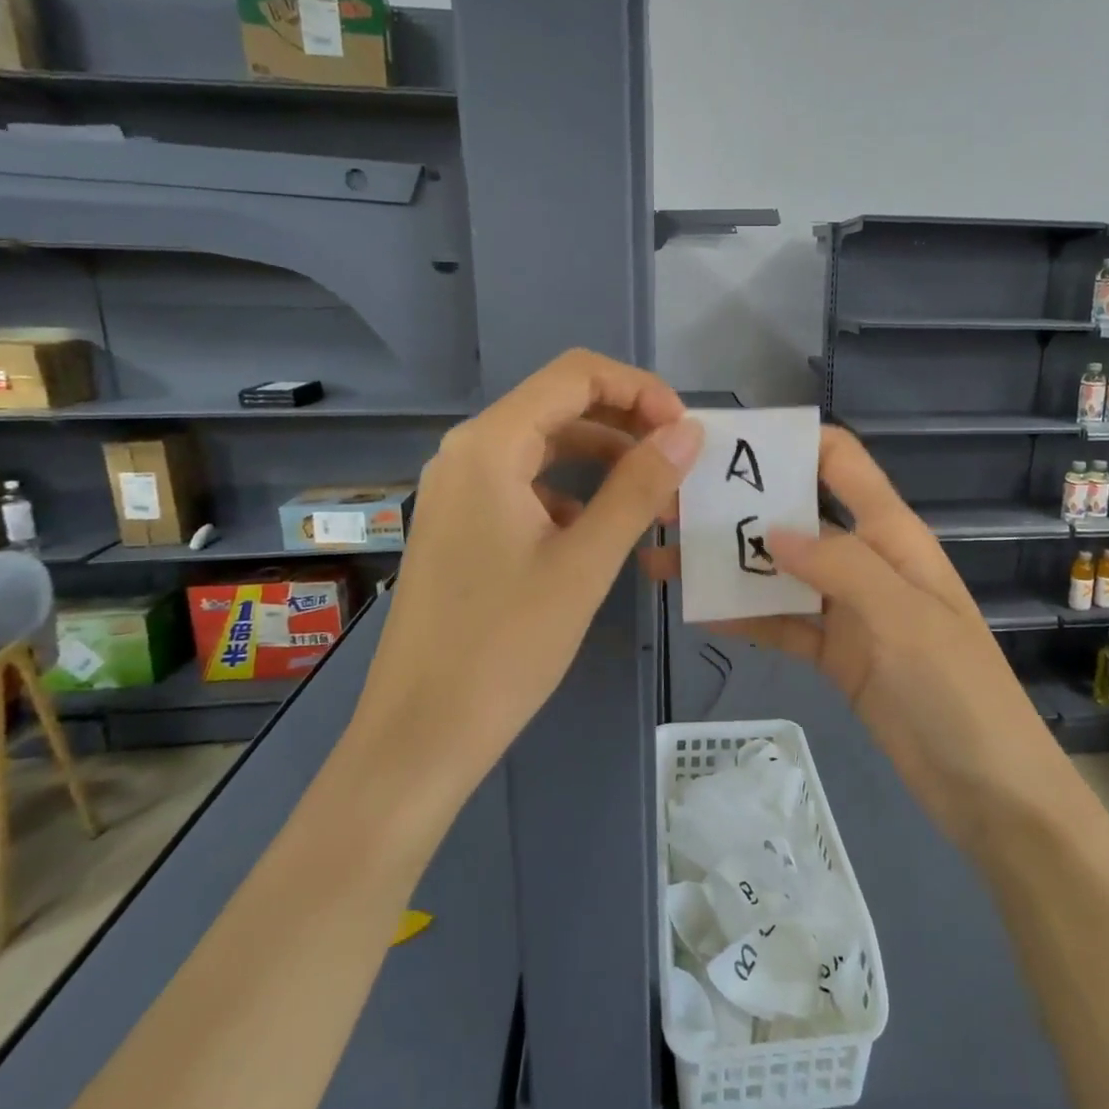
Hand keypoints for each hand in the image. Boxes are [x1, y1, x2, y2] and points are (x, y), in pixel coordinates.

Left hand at [354, 350, 701, 791]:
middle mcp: (468, 452)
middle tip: (681, 464)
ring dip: (606, 459)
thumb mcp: (585, 562)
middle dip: (628, 423)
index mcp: (490, 445)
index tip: (685, 431)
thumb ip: (639, 487)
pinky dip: (576, 491)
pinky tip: (606, 529)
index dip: (640, 389)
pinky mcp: (463, 523)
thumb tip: (688, 431)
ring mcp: (460, 489)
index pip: (576, 375)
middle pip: (561, 405)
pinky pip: (528, 483)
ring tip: (658, 496)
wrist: (421, 733)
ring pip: (546, 445)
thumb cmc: (505, 645)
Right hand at [649, 426, 1063, 851]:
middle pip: (797, 516)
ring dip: (730, 565)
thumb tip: (772, 530)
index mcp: (891, 534)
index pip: (841, 463)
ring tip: (666, 557)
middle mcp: (865, 560)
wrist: (987, 787)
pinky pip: (783, 624)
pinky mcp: (835, 654)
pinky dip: (746, 617)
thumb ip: (840, 565)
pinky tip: (698, 612)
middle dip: (740, 506)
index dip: (790, 443)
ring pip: (781, 573)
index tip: (725, 443)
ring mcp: (848, 610)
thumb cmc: (955, 689)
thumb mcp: (903, 616)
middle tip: (671, 507)